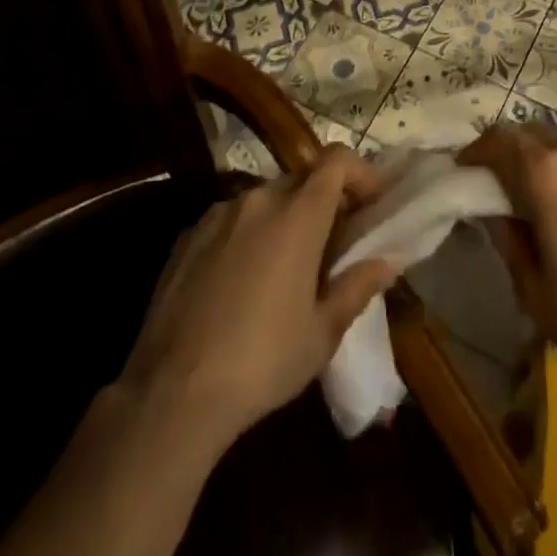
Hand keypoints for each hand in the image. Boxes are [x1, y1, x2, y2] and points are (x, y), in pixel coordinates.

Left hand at [117, 147, 394, 450]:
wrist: (171, 395)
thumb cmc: (262, 361)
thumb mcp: (322, 333)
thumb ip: (357, 287)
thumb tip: (385, 262)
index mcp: (298, 214)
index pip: (337, 160)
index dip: (361, 172)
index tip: (373, 202)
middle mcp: (258, 200)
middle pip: (302, 179)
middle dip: (324, 201)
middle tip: (334, 242)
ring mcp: (218, 215)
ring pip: (264, 200)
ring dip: (285, 219)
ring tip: (286, 266)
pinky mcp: (187, 237)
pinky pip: (231, 221)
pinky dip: (248, 235)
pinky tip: (242, 282)